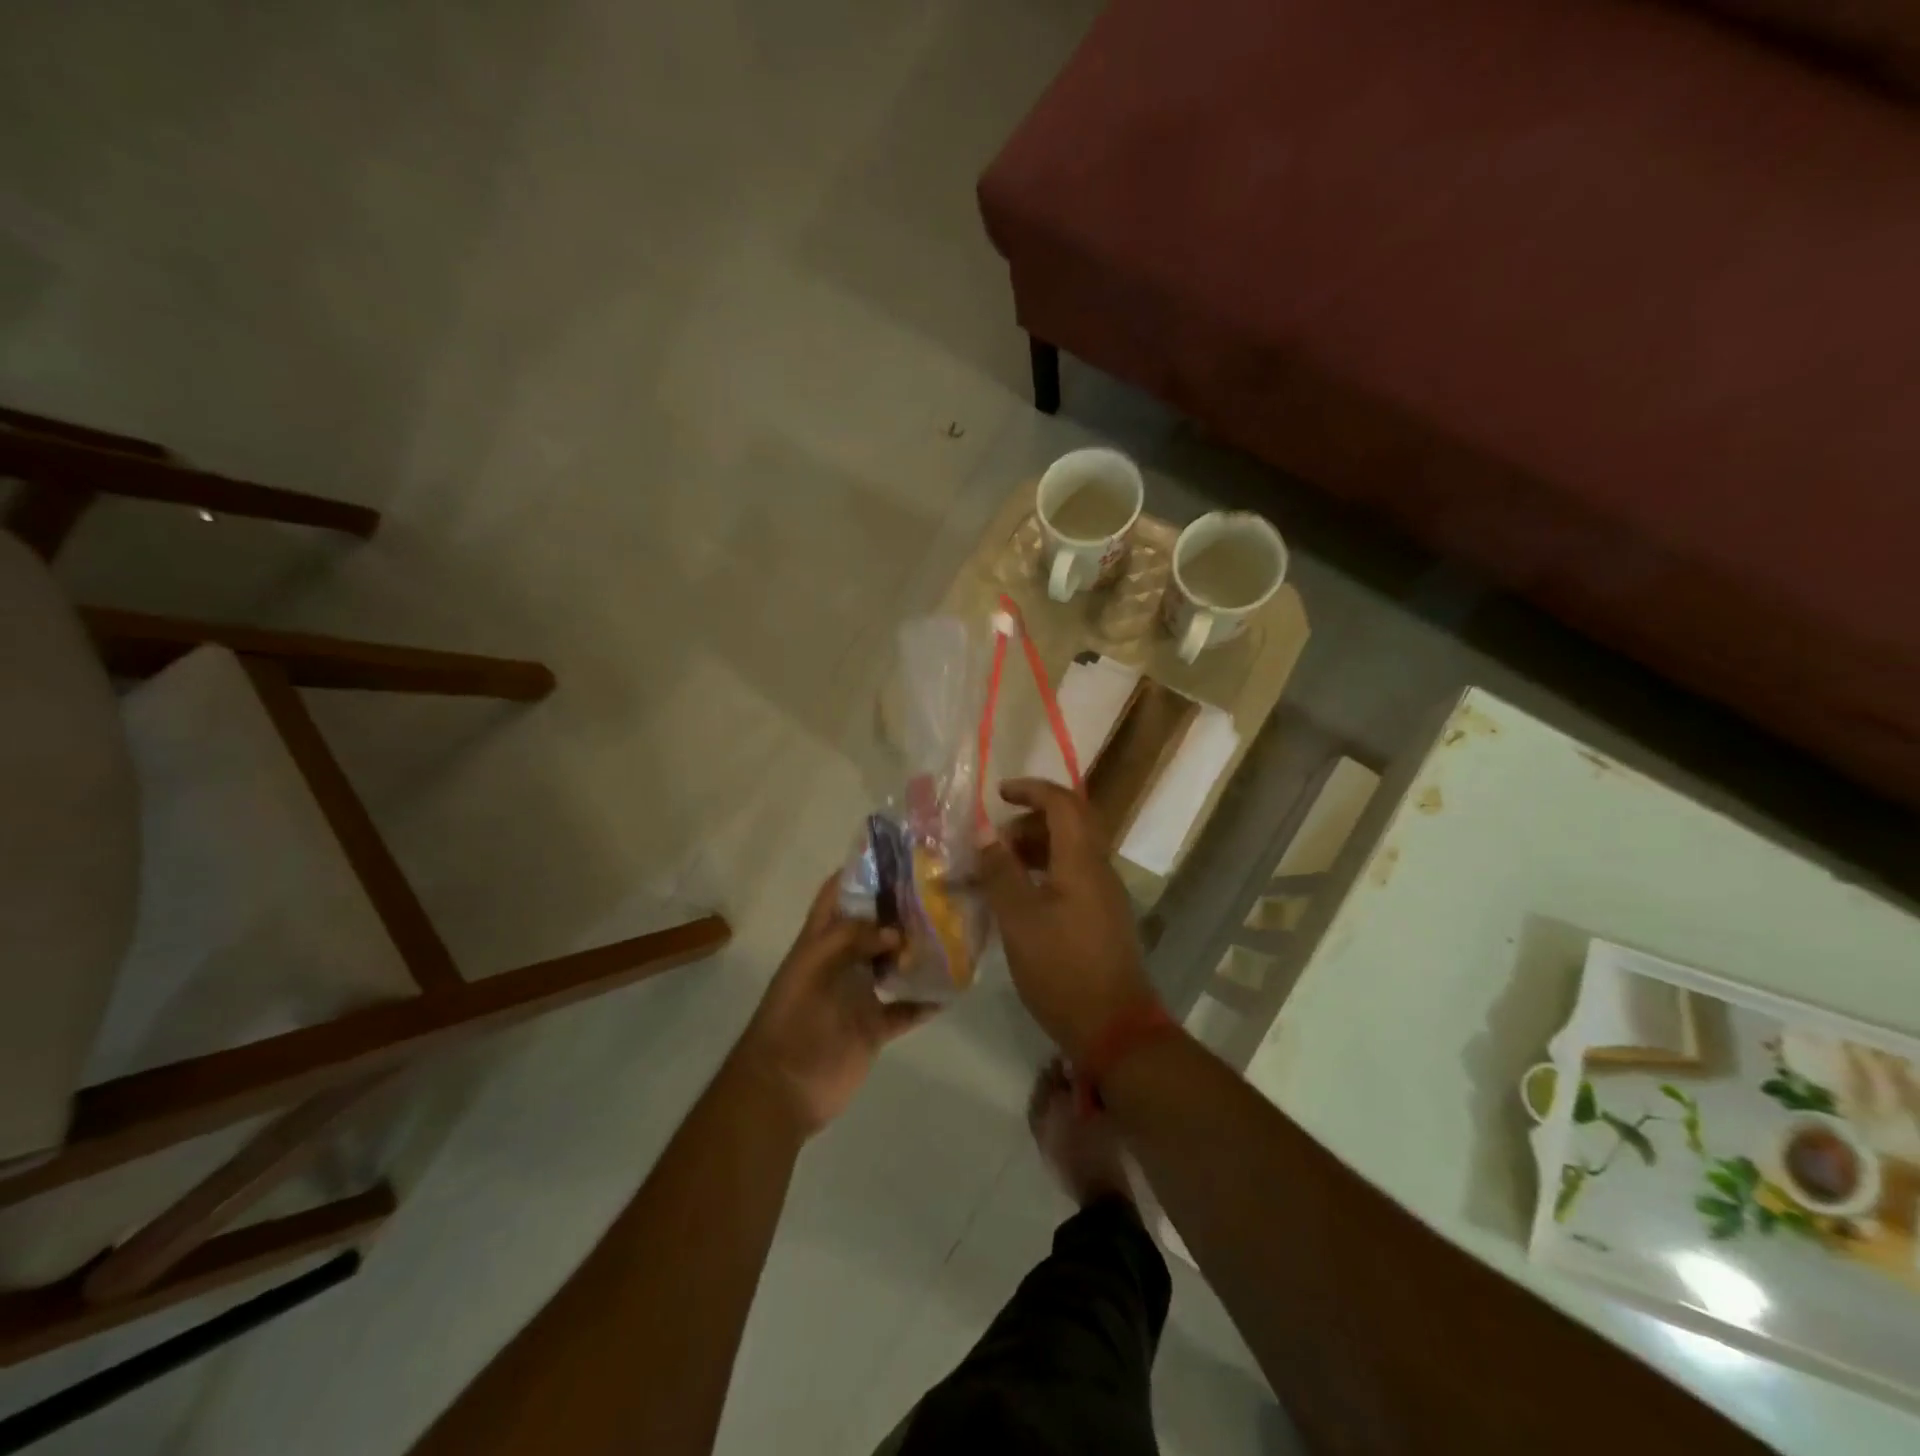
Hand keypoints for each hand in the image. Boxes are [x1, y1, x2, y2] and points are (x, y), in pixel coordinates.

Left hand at [735, 875, 934, 1135]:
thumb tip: (897, 930)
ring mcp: (860, 994)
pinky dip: (927, 1000)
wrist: (783, 1089)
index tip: (899, 855)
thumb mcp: (812, 967)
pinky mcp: (874, 1027)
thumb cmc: (792, 1021)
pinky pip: (907, 1009)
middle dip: (902, 909)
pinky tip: (954, 987)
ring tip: (956, 931)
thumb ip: (850, 939)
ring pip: (894, 963)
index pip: (839, 895)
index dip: (861, 872)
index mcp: (820, 941)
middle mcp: (842, 961)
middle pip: (874, 926)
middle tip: (942, 890)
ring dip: (918, 951)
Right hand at [974, 778, 1156, 1058]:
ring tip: (1000, 869)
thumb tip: (986, 837)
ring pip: (1071, 851)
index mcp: (1082, 861)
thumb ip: (1001, 873)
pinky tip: (1020, 899)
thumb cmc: (1062, 969)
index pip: (1063, 803)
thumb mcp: (1019, 920)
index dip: (1031, 790)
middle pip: (1070, 823)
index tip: (999, 793)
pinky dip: (1045, 873)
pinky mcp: (1102, 918)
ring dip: (1036, 848)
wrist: (1114, 1028)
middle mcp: (1099, 869)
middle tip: (996, 840)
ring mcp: (1104, 895)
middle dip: (1031, 820)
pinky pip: (1073, 876)